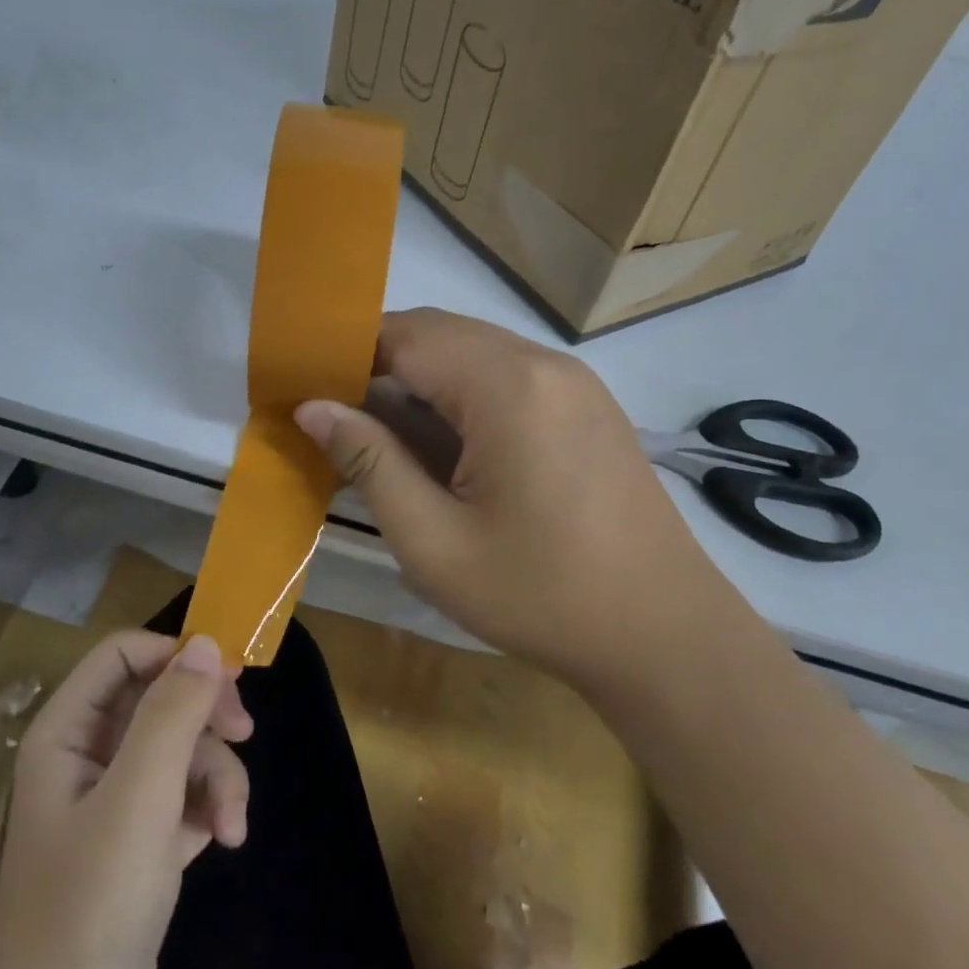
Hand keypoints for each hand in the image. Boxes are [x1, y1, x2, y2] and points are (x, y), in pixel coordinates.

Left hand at [0, 631, 251, 968]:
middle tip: (245, 732)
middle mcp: (89, 754)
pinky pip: (186, 793)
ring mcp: (116, 798)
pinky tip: (226, 839)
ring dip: (218, 776)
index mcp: (68, 732)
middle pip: (160, 699)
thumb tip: (207, 645)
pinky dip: (212, 807)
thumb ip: (171, 715)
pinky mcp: (141, 837)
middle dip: (206, 717)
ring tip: (231, 822)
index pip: (122, 656)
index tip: (229, 674)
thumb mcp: (138, 798)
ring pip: (182, 748)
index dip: (174, 655)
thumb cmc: (89, 903)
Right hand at [295, 308, 729, 691]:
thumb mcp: (432, 540)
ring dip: (422, 380)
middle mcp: (544, 364)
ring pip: (475, 353)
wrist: (661, 634)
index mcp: (506, 388)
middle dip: (380, 363)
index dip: (347, 353)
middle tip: (337, 417)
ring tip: (383, 436)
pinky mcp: (589, 407)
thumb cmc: (538, 595)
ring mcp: (575, 382)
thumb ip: (369, 462)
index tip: (306, 389)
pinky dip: (462, 395)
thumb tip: (313, 407)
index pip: (405, 336)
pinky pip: (508, 376)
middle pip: (441, 334)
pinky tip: (446, 447)